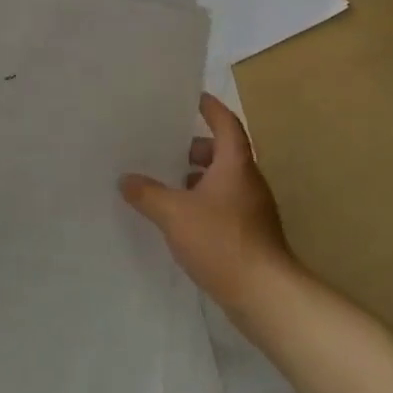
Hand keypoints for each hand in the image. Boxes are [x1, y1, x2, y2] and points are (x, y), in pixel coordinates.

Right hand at [120, 94, 295, 316]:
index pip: (225, 123)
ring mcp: (253, 210)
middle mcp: (248, 181)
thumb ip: (148, 194)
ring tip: (168, 184)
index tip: (194, 97)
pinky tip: (182, 219)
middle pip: (224, 152)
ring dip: (199, 178)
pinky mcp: (252, 235)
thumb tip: (126, 179)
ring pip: (224, 181)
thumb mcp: (174, 214)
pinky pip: (225, 205)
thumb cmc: (221, 241)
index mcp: (235, 164)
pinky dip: (205, 202)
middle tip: (168, 147)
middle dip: (196, 147)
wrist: (266, 295)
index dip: (211, 108)